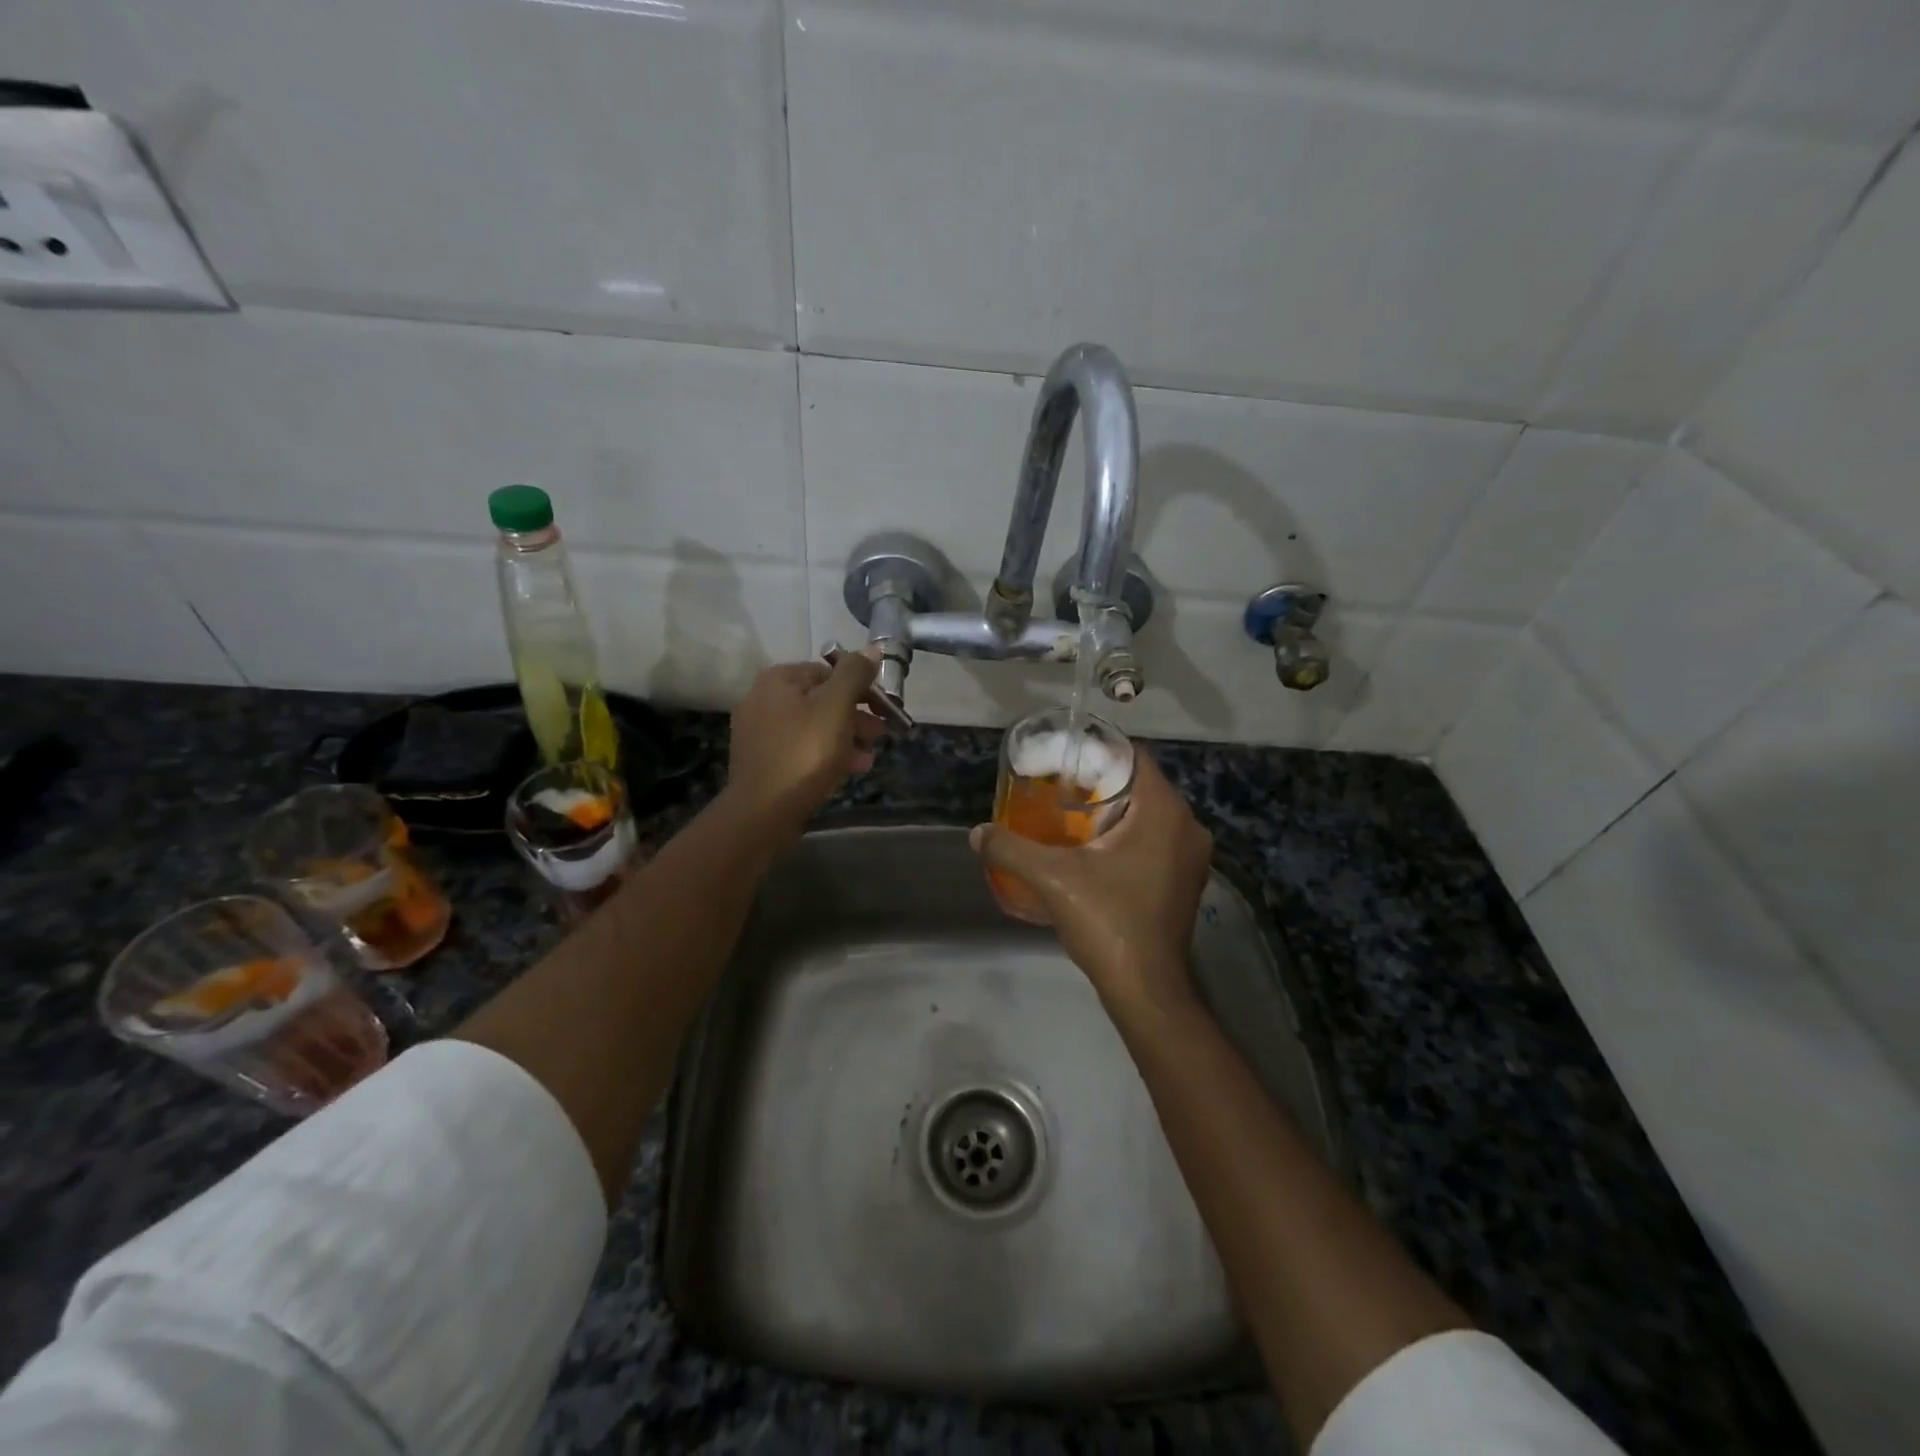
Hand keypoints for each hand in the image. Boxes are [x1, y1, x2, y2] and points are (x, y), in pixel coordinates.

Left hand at [726, 650, 885, 831]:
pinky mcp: (763, 761)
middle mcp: (763, 699)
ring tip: (870, 755)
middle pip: (821, 699)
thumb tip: (872, 649)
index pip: (829, 671)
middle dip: (855, 715)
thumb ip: (854, 675)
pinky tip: (851, 769)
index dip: (861, 687)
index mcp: (778, 680)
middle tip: (882, 732)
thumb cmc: (804, 753)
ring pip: (813, 726)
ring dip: (846, 737)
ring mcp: (759, 732)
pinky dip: (827, 754)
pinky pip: (801, 748)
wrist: (763, 812)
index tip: (884, 708)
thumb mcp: (836, 707)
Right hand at [970, 751, 1211, 1009]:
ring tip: (1069, 816)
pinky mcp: (1186, 880)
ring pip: (1148, 815)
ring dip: (1113, 812)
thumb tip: (976, 833)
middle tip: (1058, 788)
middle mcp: (1187, 826)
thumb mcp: (1051, 879)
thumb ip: (1011, 849)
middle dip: (1099, 784)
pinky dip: (1127, 836)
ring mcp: (1192, 856)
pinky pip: (1155, 840)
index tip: (1062, 760)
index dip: (1096, 752)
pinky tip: (1093, 851)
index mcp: (1164, 812)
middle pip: (1140, 785)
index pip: (1133, 758)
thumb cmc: (1107, 921)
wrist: (1146, 989)